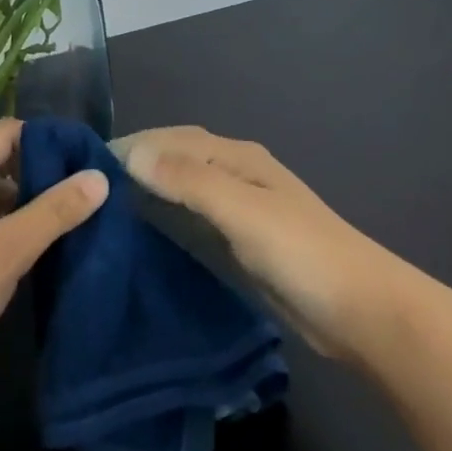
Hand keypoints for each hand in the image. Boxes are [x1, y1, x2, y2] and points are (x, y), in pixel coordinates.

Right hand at [120, 126, 397, 360]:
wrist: (362, 312)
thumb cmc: (302, 254)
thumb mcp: (243, 211)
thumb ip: (190, 181)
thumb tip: (132, 154)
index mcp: (238, 157)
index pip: (174, 138)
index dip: (134, 144)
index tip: (89, 159)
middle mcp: (237, 173)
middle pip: (179, 155)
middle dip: (140, 159)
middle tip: (94, 182)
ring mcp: (242, 208)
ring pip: (186, 185)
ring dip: (152, 185)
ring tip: (110, 202)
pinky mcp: (243, 241)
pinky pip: (195, 215)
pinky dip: (169, 213)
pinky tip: (150, 229)